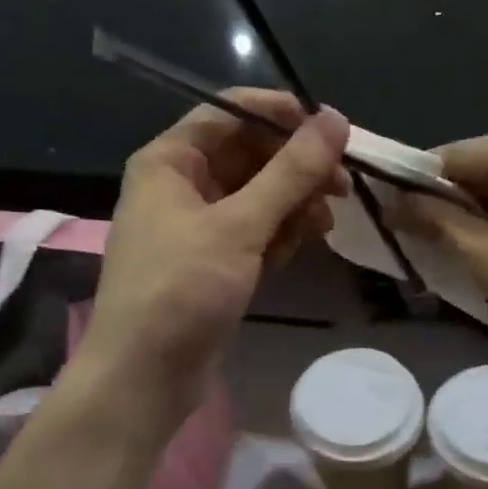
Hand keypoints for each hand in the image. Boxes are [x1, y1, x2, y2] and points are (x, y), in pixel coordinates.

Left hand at [75, 91, 349, 425]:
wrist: (144, 376)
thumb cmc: (181, 288)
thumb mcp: (239, 225)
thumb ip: (290, 172)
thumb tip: (335, 118)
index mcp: (171, 161)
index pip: (230, 113)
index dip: (282, 115)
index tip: (332, 129)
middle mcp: (181, 185)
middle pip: (249, 155)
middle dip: (295, 167)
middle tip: (343, 184)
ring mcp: (198, 226)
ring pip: (258, 196)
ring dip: (294, 204)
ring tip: (324, 223)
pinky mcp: (214, 261)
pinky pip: (255, 231)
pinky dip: (280, 234)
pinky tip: (302, 246)